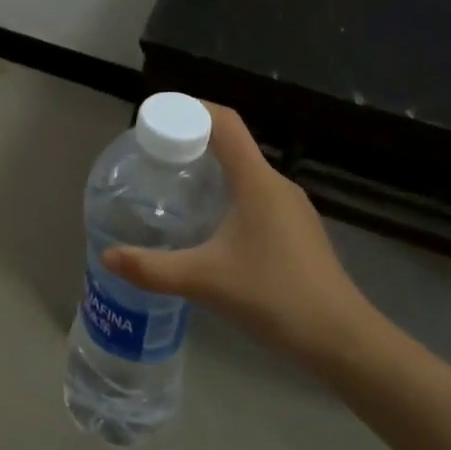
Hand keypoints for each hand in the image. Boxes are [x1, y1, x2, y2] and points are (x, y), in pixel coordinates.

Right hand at [103, 104, 382, 375]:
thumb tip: (107, 256)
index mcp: (257, 181)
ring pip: (244, 172)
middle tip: (153, 157)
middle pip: (231, 144)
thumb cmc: (274, 297)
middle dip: (191, 141)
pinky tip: (208, 225)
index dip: (190, 109)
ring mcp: (291, 208)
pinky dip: (227, 194)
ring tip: (174, 187)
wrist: (343, 341)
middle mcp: (276, 185)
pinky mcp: (297, 231)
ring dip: (210, 170)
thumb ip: (152, 268)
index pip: (224, 122)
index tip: (156, 117)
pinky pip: (255, 195)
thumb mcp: (204, 281)